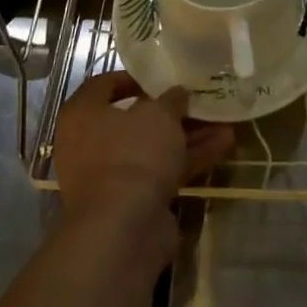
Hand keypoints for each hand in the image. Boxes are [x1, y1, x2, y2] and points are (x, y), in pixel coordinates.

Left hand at [53, 72, 233, 228]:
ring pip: (153, 147)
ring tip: (224, 122)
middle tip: (199, 101)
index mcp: (83, 115)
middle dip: (172, 111)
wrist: (123, 228)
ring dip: (188, 135)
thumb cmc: (132, 154)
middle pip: (134, 119)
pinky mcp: (132, 200)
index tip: (162, 77)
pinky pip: (162, 171)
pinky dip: (189, 159)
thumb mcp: (159, 114)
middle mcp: (90, 144)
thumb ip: (171, 99)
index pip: (103, 85)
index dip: (134, 78)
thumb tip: (177, 93)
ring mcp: (111, 175)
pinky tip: (223, 146)